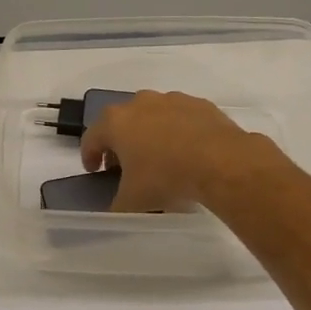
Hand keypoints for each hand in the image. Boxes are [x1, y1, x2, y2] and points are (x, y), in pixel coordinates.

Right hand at [80, 89, 270, 212]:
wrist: (222, 162)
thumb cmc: (166, 177)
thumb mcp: (133, 201)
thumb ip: (116, 205)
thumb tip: (115, 209)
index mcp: (115, 122)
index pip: (91, 138)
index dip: (89, 156)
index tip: (94, 171)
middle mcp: (139, 103)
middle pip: (120, 122)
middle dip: (119, 143)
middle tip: (125, 165)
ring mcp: (171, 100)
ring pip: (151, 116)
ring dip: (149, 133)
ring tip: (159, 158)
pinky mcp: (198, 104)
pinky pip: (179, 117)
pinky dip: (176, 131)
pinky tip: (186, 151)